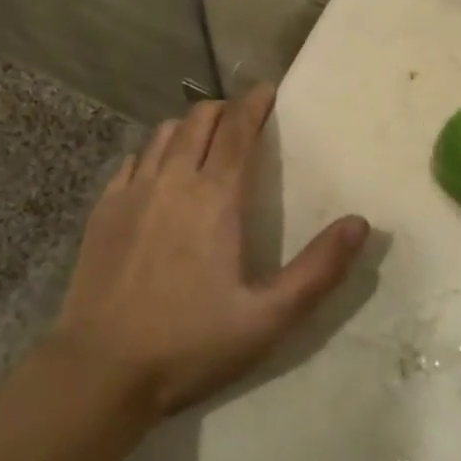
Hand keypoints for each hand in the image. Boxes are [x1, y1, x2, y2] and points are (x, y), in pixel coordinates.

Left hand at [49, 85, 369, 415]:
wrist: (100, 370)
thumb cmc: (191, 343)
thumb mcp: (268, 318)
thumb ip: (319, 269)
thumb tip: (360, 223)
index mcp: (215, 197)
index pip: (239, 129)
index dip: (255, 102)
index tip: (268, 90)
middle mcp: (172, 180)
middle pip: (199, 119)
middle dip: (224, 109)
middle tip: (243, 118)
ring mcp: (131, 192)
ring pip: (163, 134)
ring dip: (188, 127)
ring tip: (204, 141)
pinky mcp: (103, 210)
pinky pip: (132, 161)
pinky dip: (153, 153)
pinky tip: (158, 173)